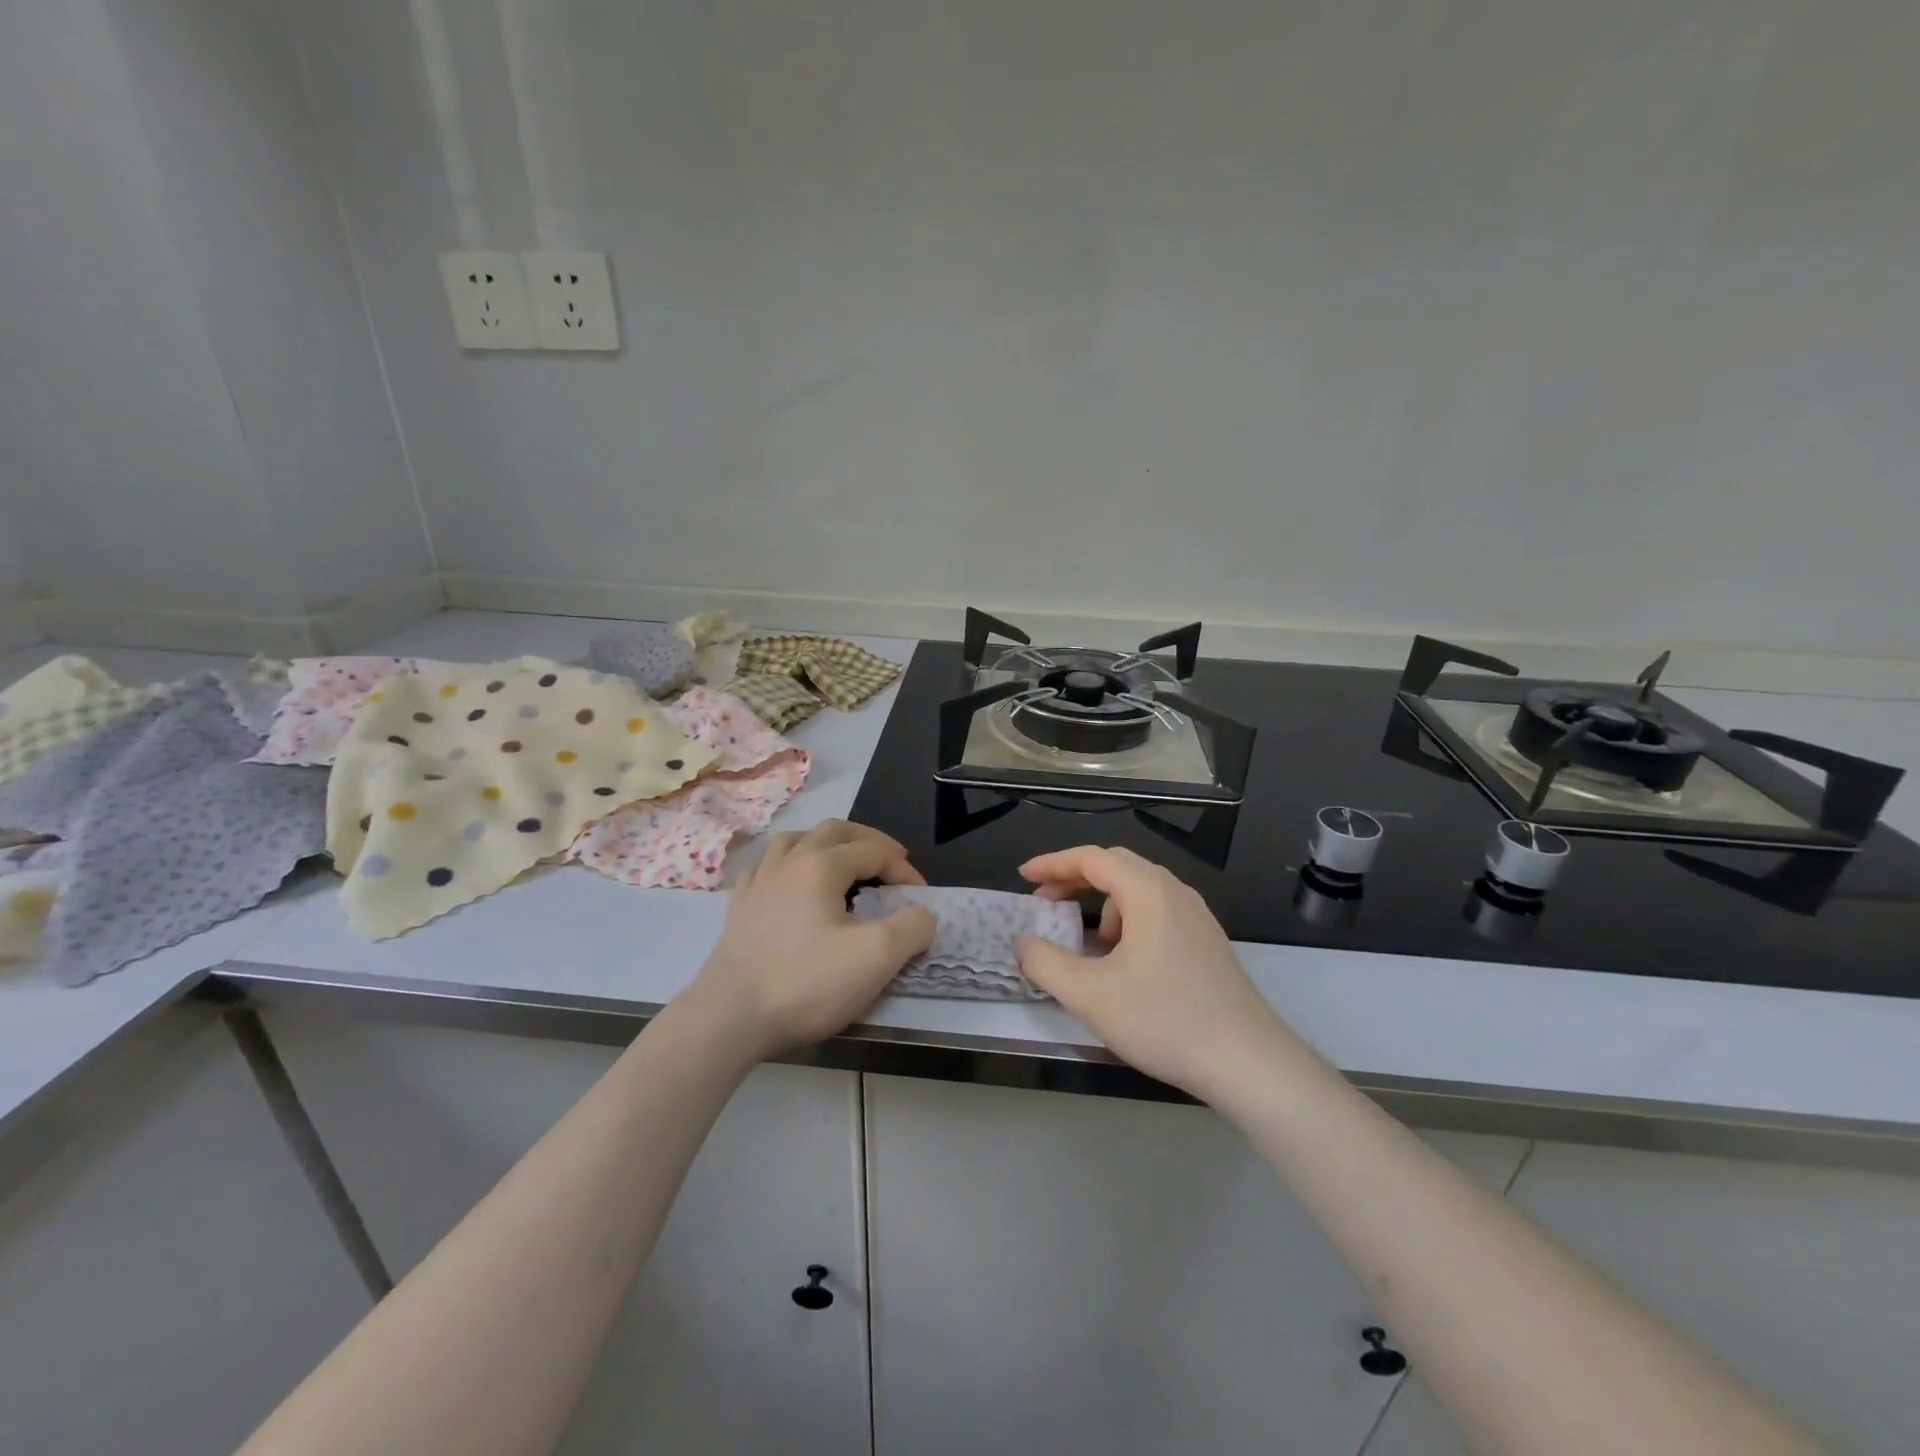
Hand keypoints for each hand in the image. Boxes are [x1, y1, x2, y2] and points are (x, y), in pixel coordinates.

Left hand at [683, 820, 935, 1060]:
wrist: (729, 1019)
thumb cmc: (807, 983)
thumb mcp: (877, 958)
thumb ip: (912, 927)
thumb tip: (920, 915)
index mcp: (821, 865)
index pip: (874, 851)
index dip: (904, 869)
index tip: (921, 897)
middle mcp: (787, 862)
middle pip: (833, 831)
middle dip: (868, 840)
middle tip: (890, 861)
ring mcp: (757, 883)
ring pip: (793, 841)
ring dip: (824, 844)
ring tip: (840, 862)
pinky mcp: (738, 909)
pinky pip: (763, 869)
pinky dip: (785, 867)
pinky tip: (788, 885)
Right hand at [1015, 845, 1298, 1102]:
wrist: (1248, 1063)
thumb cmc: (1164, 1020)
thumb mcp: (1090, 995)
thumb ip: (1046, 963)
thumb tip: (1023, 943)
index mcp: (1148, 892)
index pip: (1091, 858)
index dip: (1052, 864)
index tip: (1024, 878)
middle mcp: (1175, 893)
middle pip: (1117, 866)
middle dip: (1075, 879)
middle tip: (1045, 903)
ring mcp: (1197, 918)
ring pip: (1139, 891)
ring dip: (1103, 903)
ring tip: (1089, 943)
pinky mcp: (1208, 943)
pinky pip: (1158, 913)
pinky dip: (1129, 921)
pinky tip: (1125, 964)